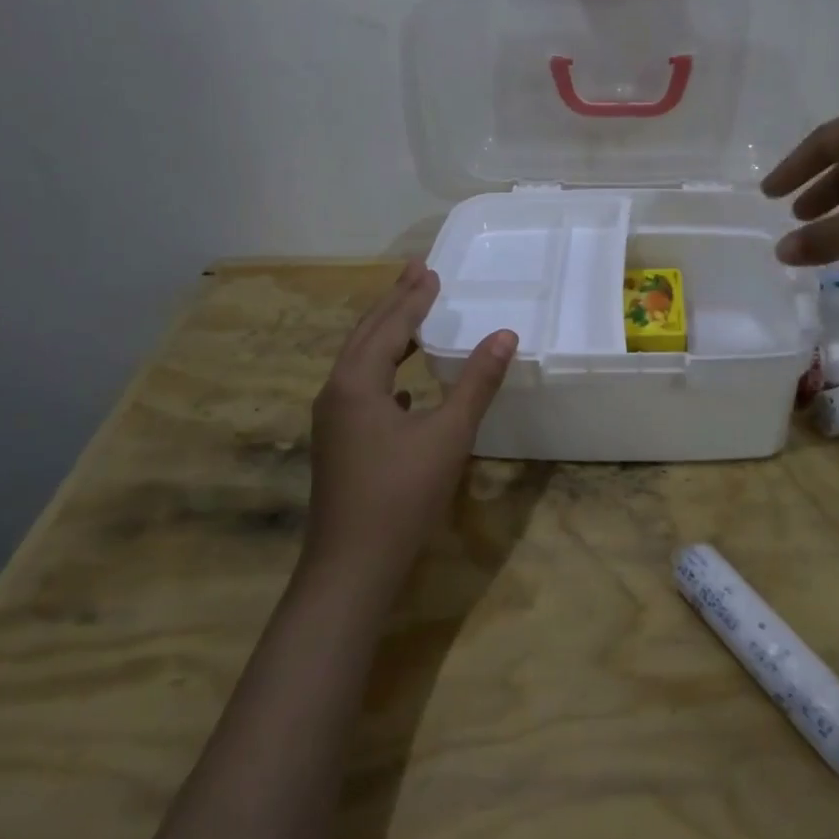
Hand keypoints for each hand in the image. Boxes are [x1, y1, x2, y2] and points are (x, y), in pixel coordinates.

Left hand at [302, 262, 516, 599]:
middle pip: (367, 334)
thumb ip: (477, 382)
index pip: (389, 325)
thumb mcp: (449, 434)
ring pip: (360, 361)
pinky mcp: (339, 443)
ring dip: (388, 334)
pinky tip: (403, 384)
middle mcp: (336, 392)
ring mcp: (333, 420)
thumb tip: (505, 335)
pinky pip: (361, 388)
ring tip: (412, 315)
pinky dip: (384, 370)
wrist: (351, 568)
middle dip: (394, 302)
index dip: (413, 297)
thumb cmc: (401, 495)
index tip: (431, 269)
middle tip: (416, 272)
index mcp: (357, 382)